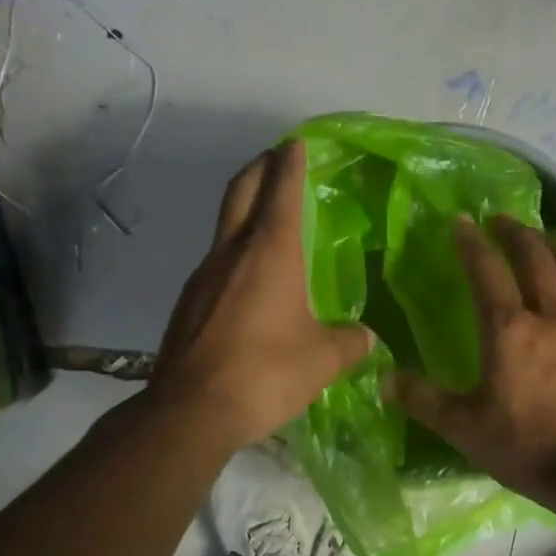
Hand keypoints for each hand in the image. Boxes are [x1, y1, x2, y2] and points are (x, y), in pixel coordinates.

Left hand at [150, 140, 375, 449]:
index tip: (296, 143)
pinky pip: (216, 264)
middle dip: (260, 168)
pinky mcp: (188, 304)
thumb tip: (367, 338)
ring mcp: (203, 277)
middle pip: (240, 192)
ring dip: (244, 211)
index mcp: (269, 252)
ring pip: (224, 228)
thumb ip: (350, 342)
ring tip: (267, 221)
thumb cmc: (265, 373)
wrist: (191, 411)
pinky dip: (234, 253)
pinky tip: (248, 281)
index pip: (281, 190)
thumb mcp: (322, 360)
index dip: (290, 162)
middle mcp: (231, 253)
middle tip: (277, 160)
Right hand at [388, 215, 555, 511]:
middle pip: (535, 257)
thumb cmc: (528, 446)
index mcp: (509, 330)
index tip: (462, 221)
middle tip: (502, 219)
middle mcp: (551, 315)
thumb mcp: (464, 428)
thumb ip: (424, 400)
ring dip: (554, 247)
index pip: (487, 271)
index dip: (472, 243)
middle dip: (516, 232)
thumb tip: (385, 379)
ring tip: (543, 239)